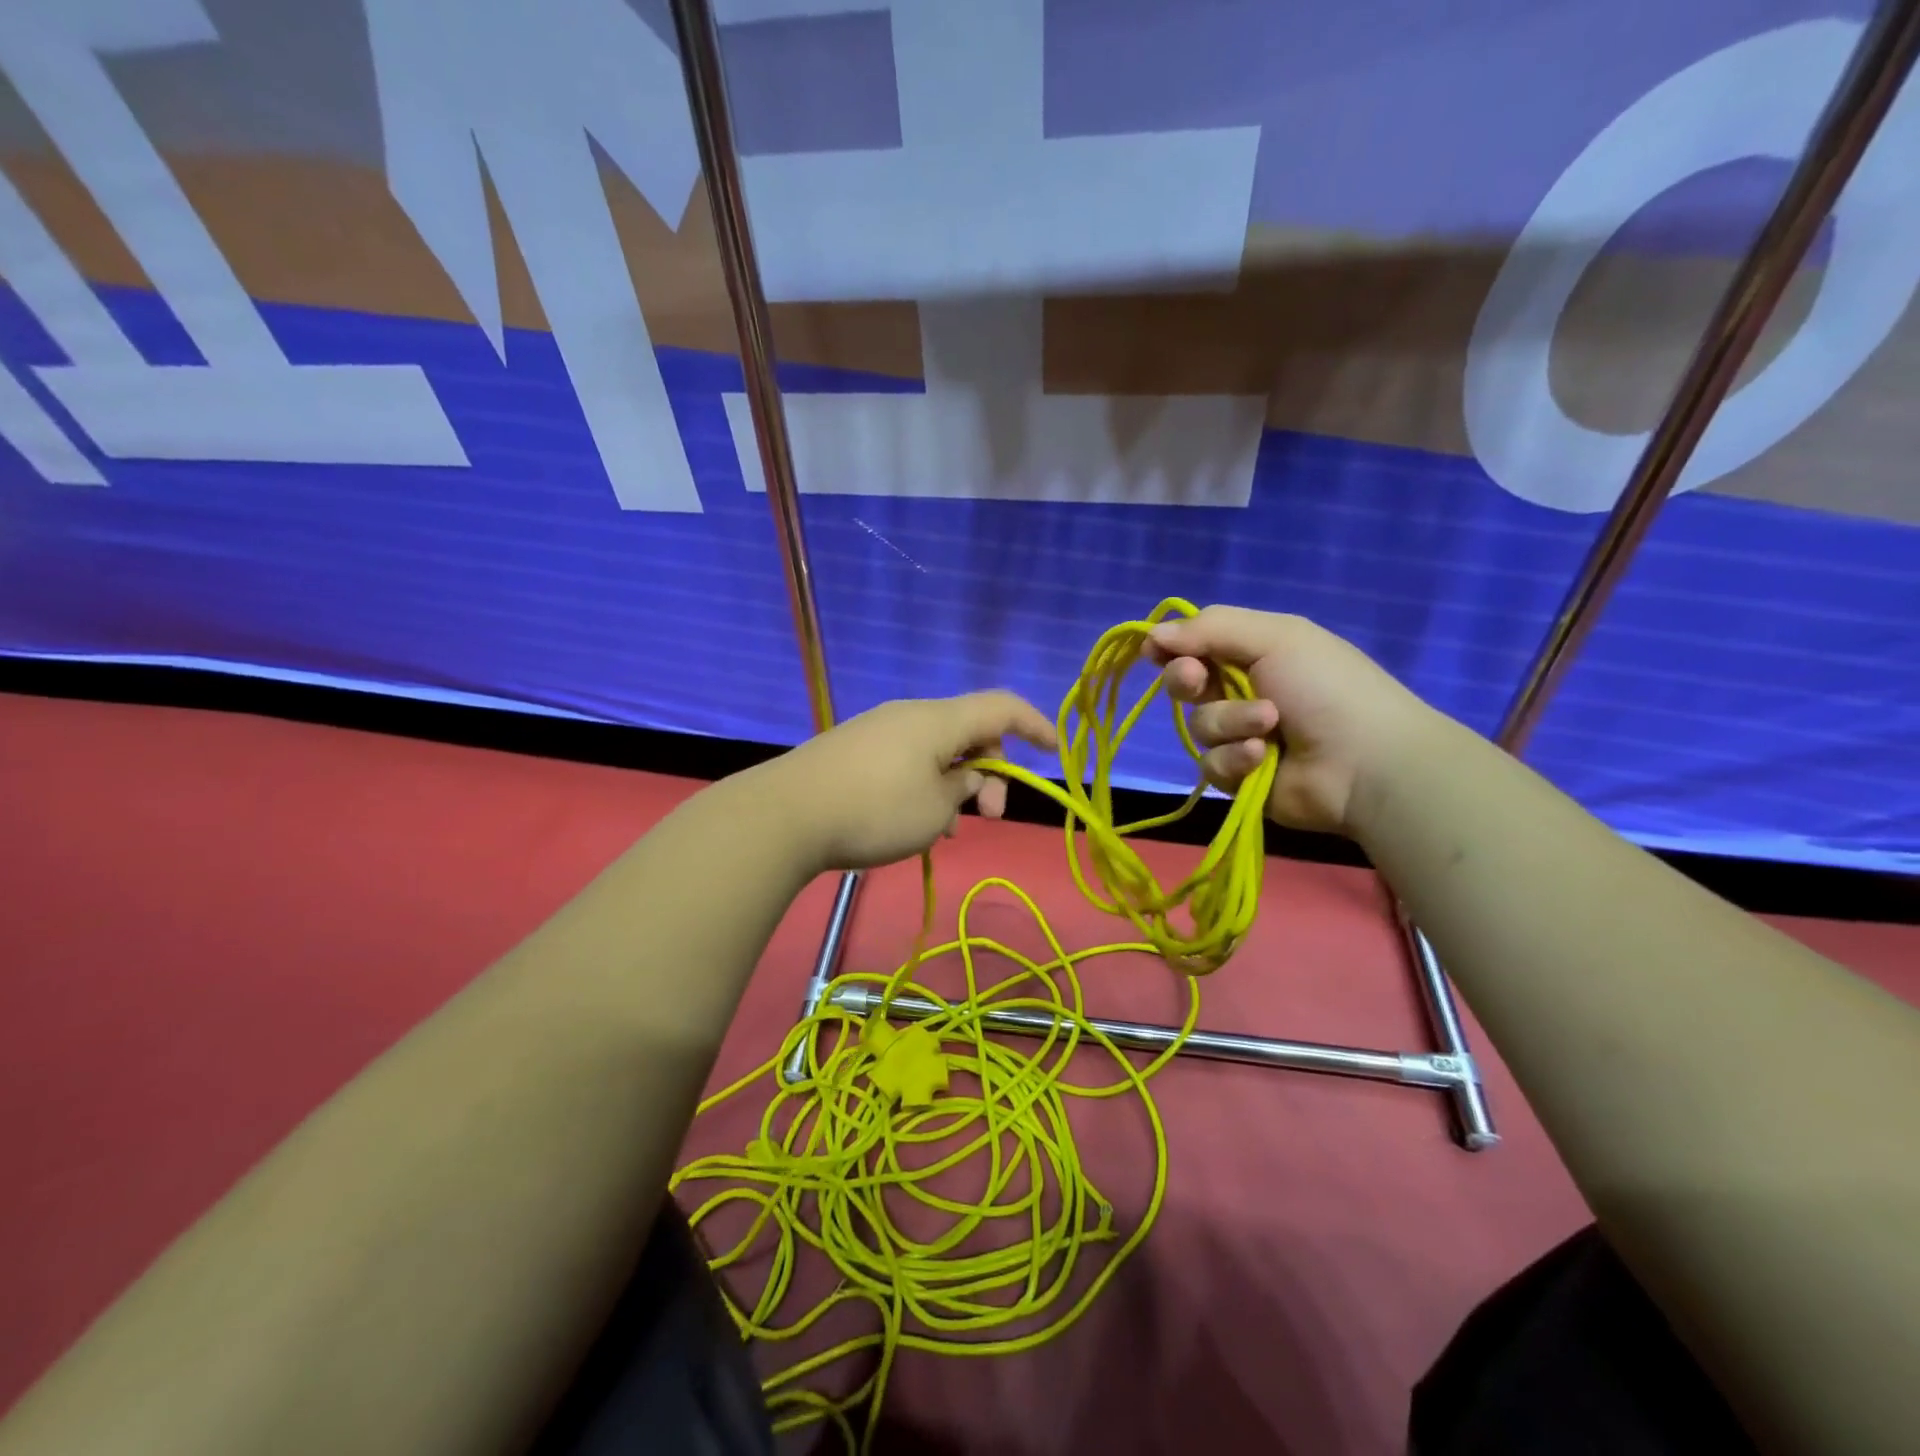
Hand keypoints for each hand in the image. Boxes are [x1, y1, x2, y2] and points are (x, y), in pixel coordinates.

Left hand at [759, 693, 1057, 871]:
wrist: (785, 815)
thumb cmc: (875, 810)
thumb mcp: (935, 809)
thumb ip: (964, 788)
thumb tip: (965, 776)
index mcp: (939, 719)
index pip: (1002, 707)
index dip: (1035, 725)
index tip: (1054, 751)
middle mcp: (910, 714)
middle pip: (970, 731)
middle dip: (991, 772)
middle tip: (989, 816)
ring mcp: (878, 730)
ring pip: (937, 750)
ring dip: (956, 784)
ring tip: (947, 830)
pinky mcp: (854, 750)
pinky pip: (907, 760)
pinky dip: (925, 785)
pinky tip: (912, 823)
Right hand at [1145, 606, 1435, 836]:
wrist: (1366, 763)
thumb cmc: (1325, 687)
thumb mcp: (1275, 638)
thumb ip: (1211, 629)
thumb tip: (1152, 635)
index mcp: (1254, 652)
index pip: (1195, 643)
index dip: (1171, 647)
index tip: (1154, 651)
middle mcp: (1242, 691)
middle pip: (1184, 683)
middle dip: (1187, 680)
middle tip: (1198, 682)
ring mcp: (1239, 735)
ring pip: (1199, 726)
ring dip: (1230, 723)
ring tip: (1270, 727)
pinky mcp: (1238, 775)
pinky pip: (1211, 764)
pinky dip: (1236, 759)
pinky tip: (1264, 759)